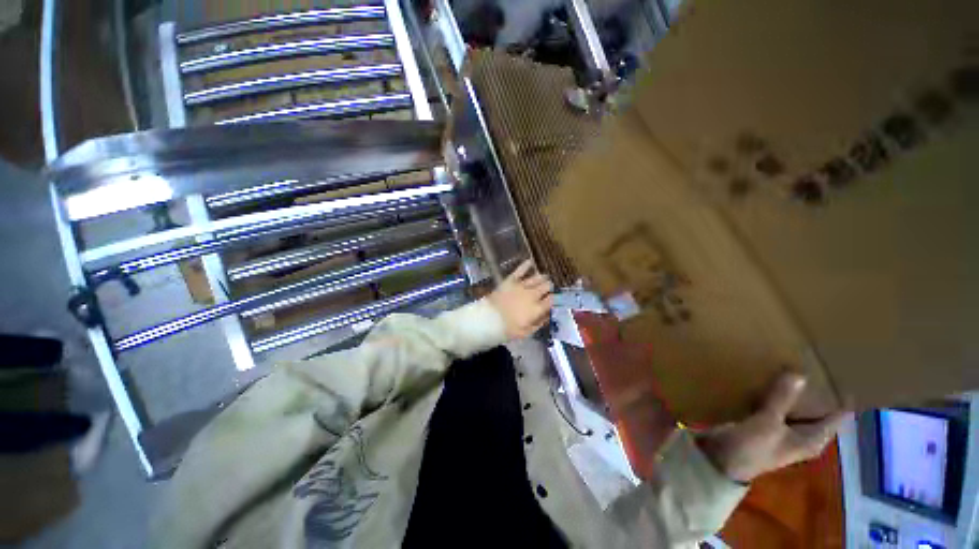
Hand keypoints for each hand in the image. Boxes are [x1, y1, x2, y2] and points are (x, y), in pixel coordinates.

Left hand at [487, 260, 553, 339]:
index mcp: (537, 309)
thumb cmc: (507, 329)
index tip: (554, 299)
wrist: (488, 319)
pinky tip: (530, 261)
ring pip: (536, 278)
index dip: (554, 299)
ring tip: (544, 277)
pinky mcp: (510, 280)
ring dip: (542, 278)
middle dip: (549, 287)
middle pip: (546, 287)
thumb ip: (538, 324)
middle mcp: (532, 295)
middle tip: (549, 288)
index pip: (551, 300)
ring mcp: (521, 286)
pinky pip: (520, 270)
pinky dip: (525, 265)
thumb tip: (546, 316)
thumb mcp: (525, 332)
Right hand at [696, 373, 848, 483]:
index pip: (837, 417)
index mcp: (812, 439)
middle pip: (816, 409)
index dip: (842, 398)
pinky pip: (773, 403)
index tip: (844, 374)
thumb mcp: (767, 423)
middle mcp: (800, 433)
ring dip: (792, 389)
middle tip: (815, 361)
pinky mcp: (761, 422)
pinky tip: (766, 376)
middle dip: (815, 389)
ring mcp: (780, 428)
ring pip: (793, 405)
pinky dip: (773, 392)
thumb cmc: (751, 448)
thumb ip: (781, 399)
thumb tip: (799, 373)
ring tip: (791, 362)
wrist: (720, 460)